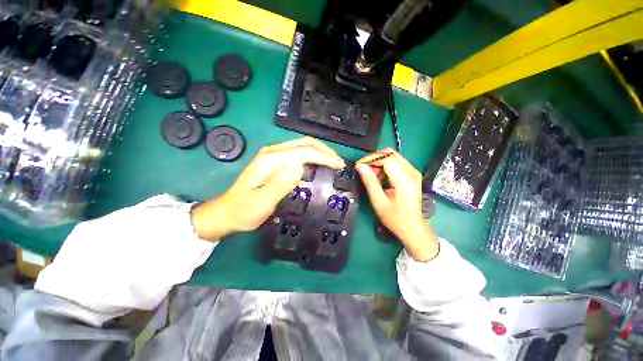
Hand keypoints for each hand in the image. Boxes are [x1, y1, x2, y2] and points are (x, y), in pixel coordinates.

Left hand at [191, 137, 344, 240]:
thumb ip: (280, 184)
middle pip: (304, 143)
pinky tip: (318, 165)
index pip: (304, 152)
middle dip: (324, 151)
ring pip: (302, 146)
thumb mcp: (262, 202)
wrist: (227, 212)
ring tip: (332, 163)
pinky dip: (312, 156)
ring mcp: (273, 155)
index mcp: (270, 160)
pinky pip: (298, 153)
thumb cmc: (244, 211)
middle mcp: (272, 152)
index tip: (339, 166)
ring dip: (319, 152)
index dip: (324, 157)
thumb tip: (300, 166)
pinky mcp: (274, 161)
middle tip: (339, 163)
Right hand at [355, 149, 438, 260]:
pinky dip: (385, 166)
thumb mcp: (379, 201)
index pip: (387, 158)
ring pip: (393, 156)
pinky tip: (380, 177)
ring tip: (371, 175)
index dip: (371, 159)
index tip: (359, 165)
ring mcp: (413, 172)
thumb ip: (369, 182)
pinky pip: (396, 162)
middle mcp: (411, 172)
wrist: (413, 227)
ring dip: (379, 162)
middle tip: (364, 170)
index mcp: (404, 180)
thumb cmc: (396, 218)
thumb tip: (360, 166)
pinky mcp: (412, 174)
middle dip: (374, 159)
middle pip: (390, 153)